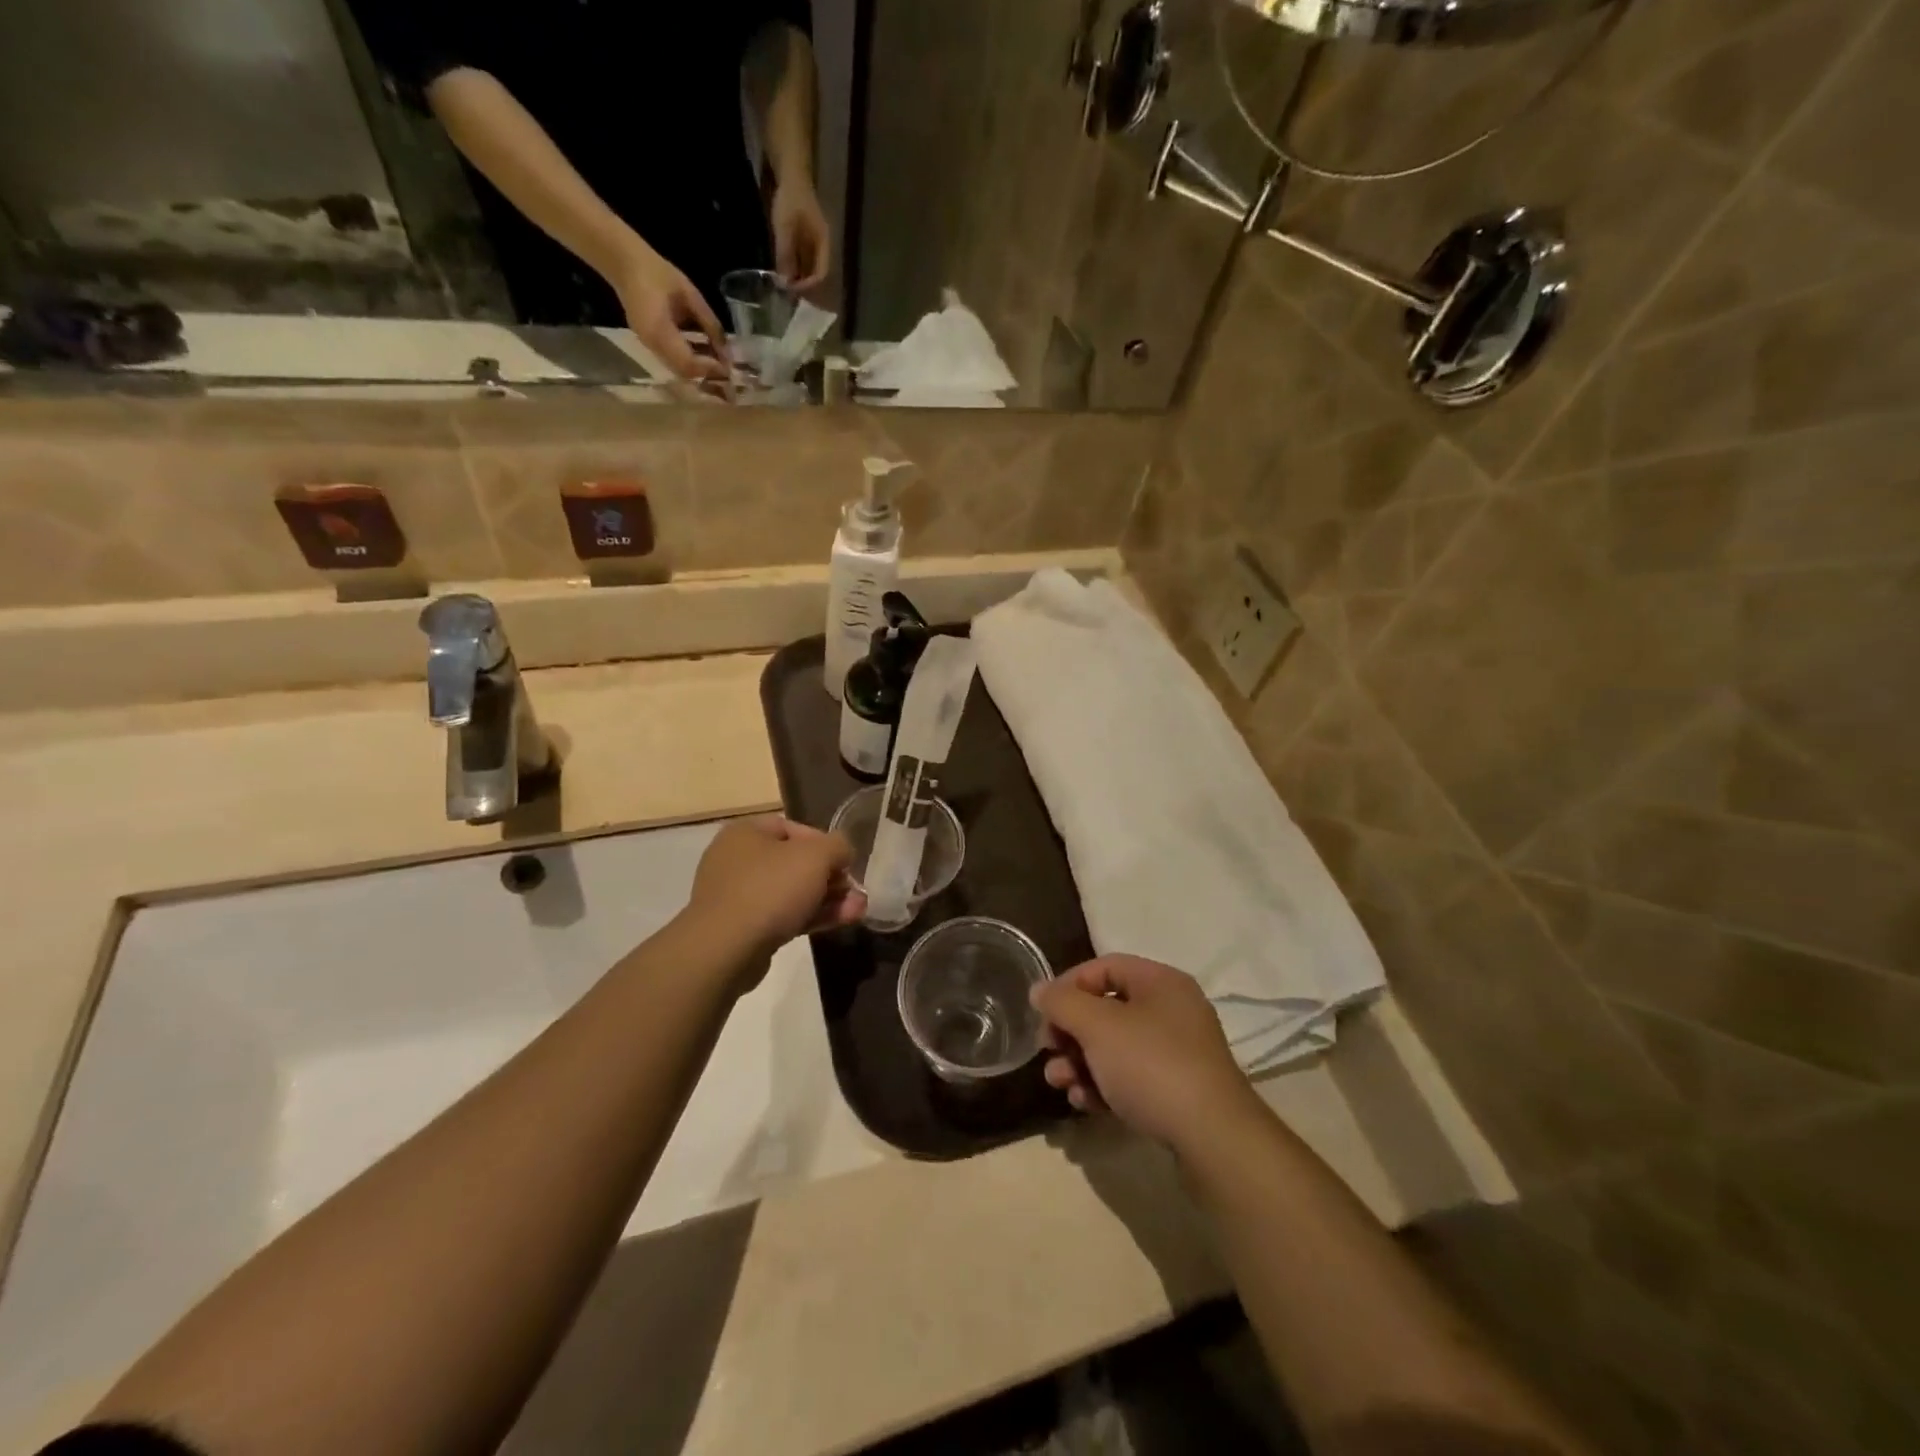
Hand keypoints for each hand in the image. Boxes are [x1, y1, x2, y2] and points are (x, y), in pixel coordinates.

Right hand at [609, 245, 731, 391]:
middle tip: (728, 372)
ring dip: (701, 371)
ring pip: (680, 371)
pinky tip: (706, 354)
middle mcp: (652, 345)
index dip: (710, 368)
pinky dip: (692, 362)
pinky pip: (674, 361)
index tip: (728, 367)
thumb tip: (727, 351)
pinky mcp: (651, 344)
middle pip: (684, 373)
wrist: (625, 264)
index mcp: (659, 330)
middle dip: (707, 376)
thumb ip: (709, 324)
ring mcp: (649, 346)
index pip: (688, 363)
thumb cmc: (658, 273)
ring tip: (720, 363)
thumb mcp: (691, 295)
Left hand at [687, 816, 864, 962]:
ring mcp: (737, 896)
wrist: (725, 949)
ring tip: (858, 911)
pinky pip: (782, 915)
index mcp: (746, 832)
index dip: (825, 843)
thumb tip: (843, 853)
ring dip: (827, 900)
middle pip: (794, 863)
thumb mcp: (816, 856)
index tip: (845, 862)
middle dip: (831, 878)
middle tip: (856, 891)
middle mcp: (737, 859)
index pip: (793, 828)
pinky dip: (810, 917)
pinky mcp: (741, 928)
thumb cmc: (770, 889)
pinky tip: (840, 923)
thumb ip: (838, 846)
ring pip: (791, 892)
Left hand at [770, 179, 831, 294]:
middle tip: (786, 292)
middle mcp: (821, 246)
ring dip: (797, 277)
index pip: (821, 273)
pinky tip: (782, 270)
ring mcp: (813, 242)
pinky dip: (793, 267)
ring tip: (783, 284)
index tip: (793, 290)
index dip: (809, 285)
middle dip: (802, 285)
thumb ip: (785, 255)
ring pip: (808, 267)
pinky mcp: (804, 238)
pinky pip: (801, 259)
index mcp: (823, 244)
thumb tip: (784, 283)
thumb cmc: (790, 199)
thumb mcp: (785, 228)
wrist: (790, 173)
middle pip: (815, 273)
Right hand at [1032, 956, 1264, 1155]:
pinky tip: (1085, 1103)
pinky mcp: (1178, 1091)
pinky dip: (1103, 1085)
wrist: (1213, 1139)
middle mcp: (1172, 1010)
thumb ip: (1062, 1003)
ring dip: (1080, 1062)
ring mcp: (1177, 1053)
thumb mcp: (1098, 1027)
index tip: (1042, 1012)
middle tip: (1047, 1051)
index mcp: (1160, 982)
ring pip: (1115, 1047)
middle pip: (1106, 1009)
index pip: (1104, 966)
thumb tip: (1039, 989)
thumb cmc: (1151, 1066)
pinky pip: (1131, 1077)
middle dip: (1070, 1031)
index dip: (1068, 985)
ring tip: (1059, 1083)